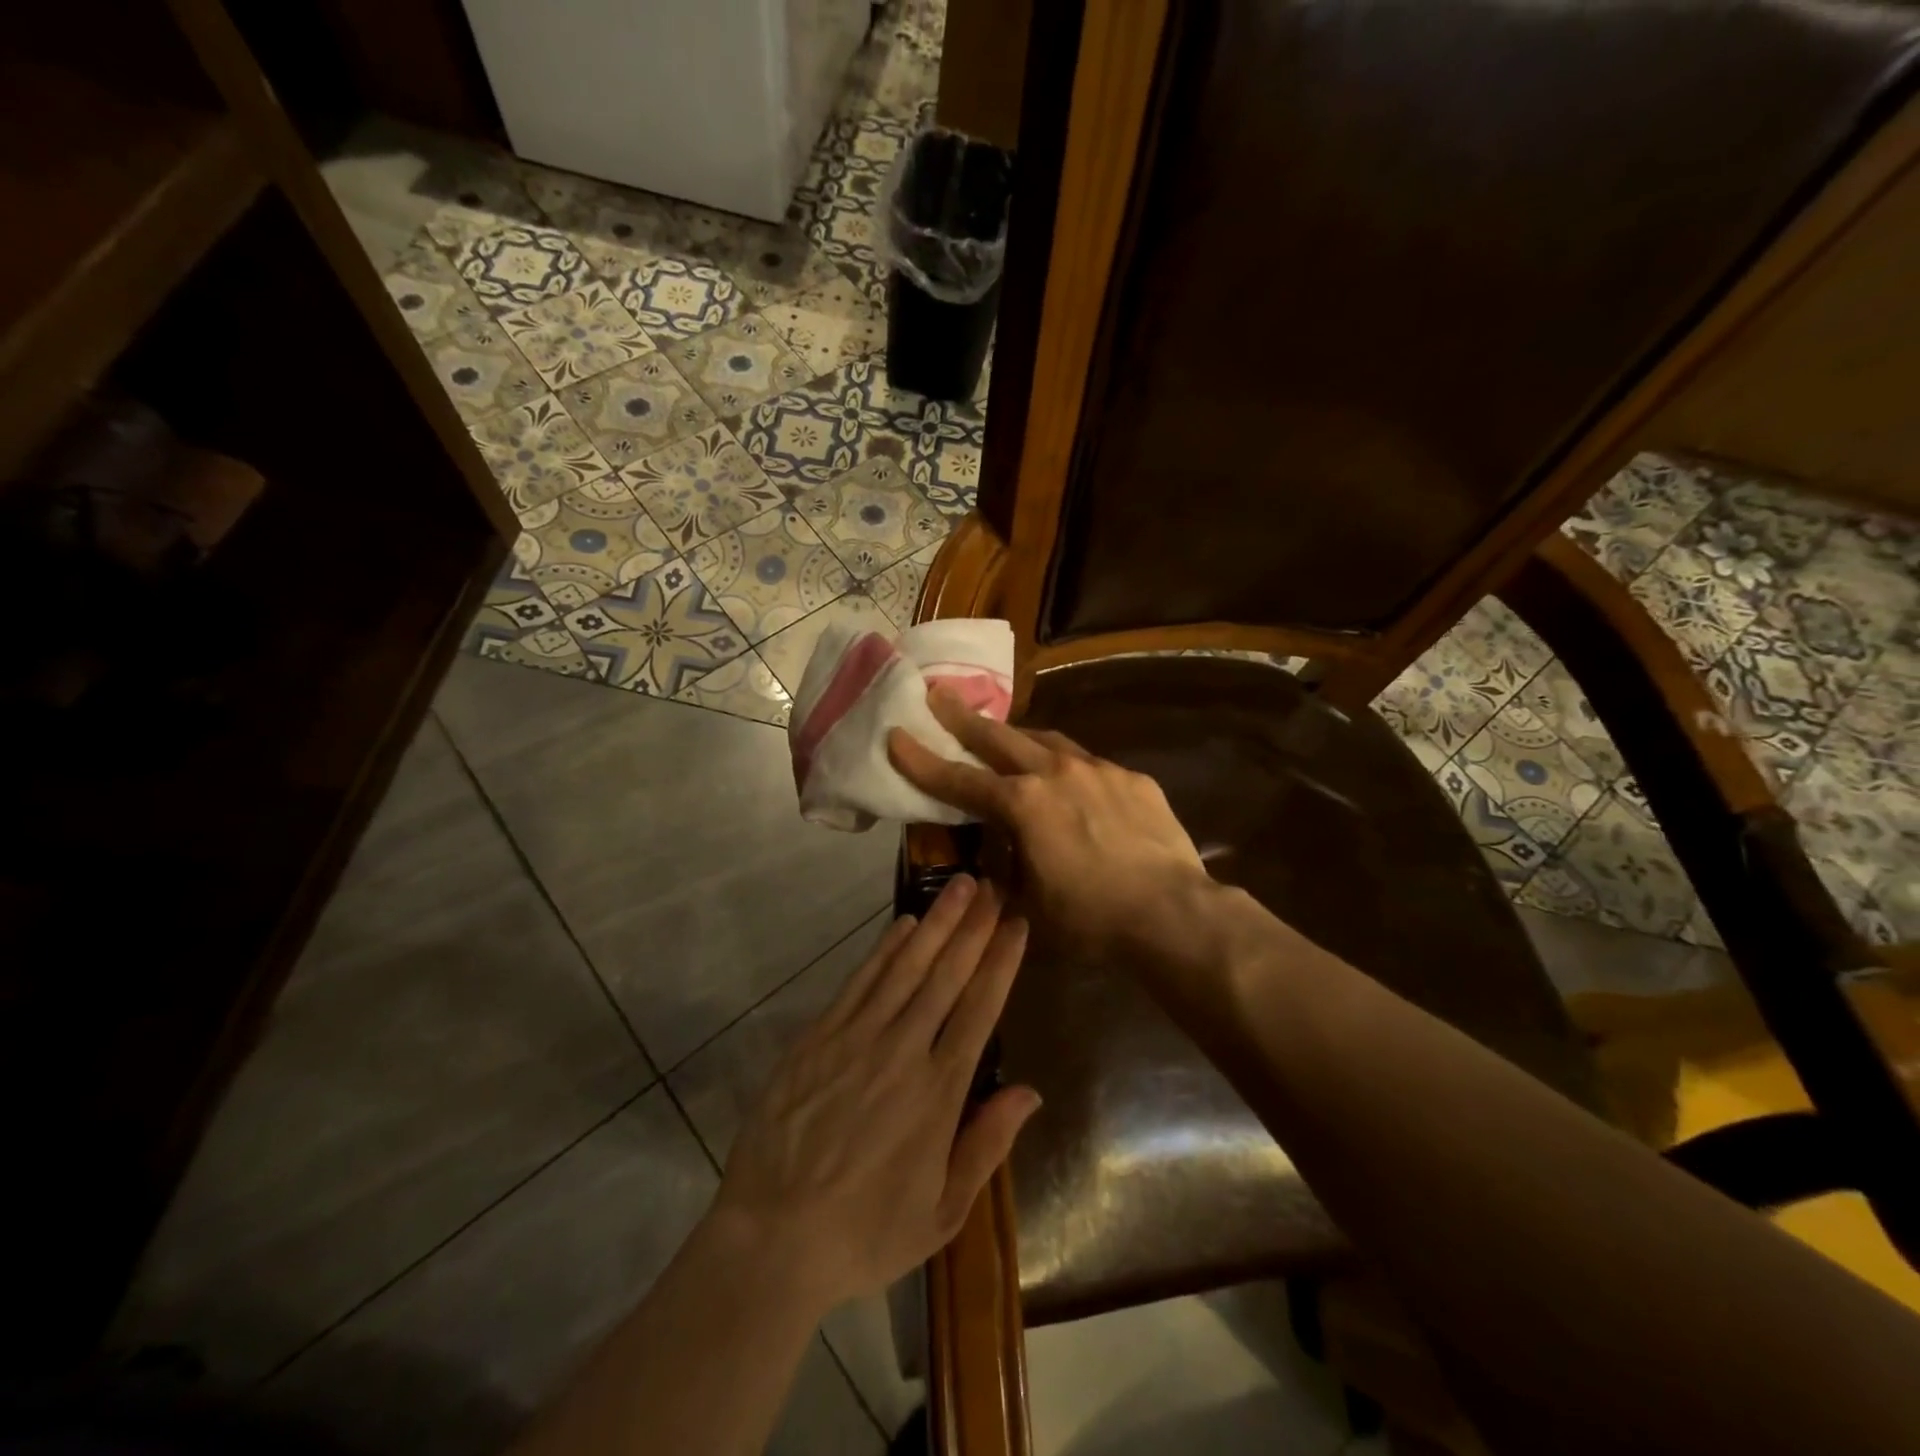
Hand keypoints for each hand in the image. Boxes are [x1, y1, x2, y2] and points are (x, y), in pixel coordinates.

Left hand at [711, 876, 1038, 1313]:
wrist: (772, 1239)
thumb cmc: (864, 1233)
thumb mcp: (941, 1213)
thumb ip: (987, 1146)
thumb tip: (1030, 1092)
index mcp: (939, 1093)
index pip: (980, 1010)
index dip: (1001, 962)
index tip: (1016, 925)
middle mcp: (902, 1051)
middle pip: (946, 975)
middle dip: (973, 927)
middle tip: (993, 886)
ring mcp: (856, 1038)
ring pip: (905, 967)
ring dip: (935, 922)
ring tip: (959, 886)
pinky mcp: (818, 1037)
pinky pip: (860, 981)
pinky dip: (884, 948)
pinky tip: (902, 923)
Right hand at [887, 687, 1212, 960]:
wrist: (1173, 913)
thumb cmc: (1092, 919)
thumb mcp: (1032, 903)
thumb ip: (1009, 869)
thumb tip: (1000, 857)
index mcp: (1023, 805)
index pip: (959, 780)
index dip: (922, 760)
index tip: (896, 735)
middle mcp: (1055, 774)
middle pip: (999, 737)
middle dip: (963, 718)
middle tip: (938, 694)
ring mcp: (1098, 770)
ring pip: (1047, 740)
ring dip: (1019, 736)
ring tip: (1005, 734)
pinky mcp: (1132, 779)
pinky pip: (1090, 764)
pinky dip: (1069, 768)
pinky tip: (1074, 783)